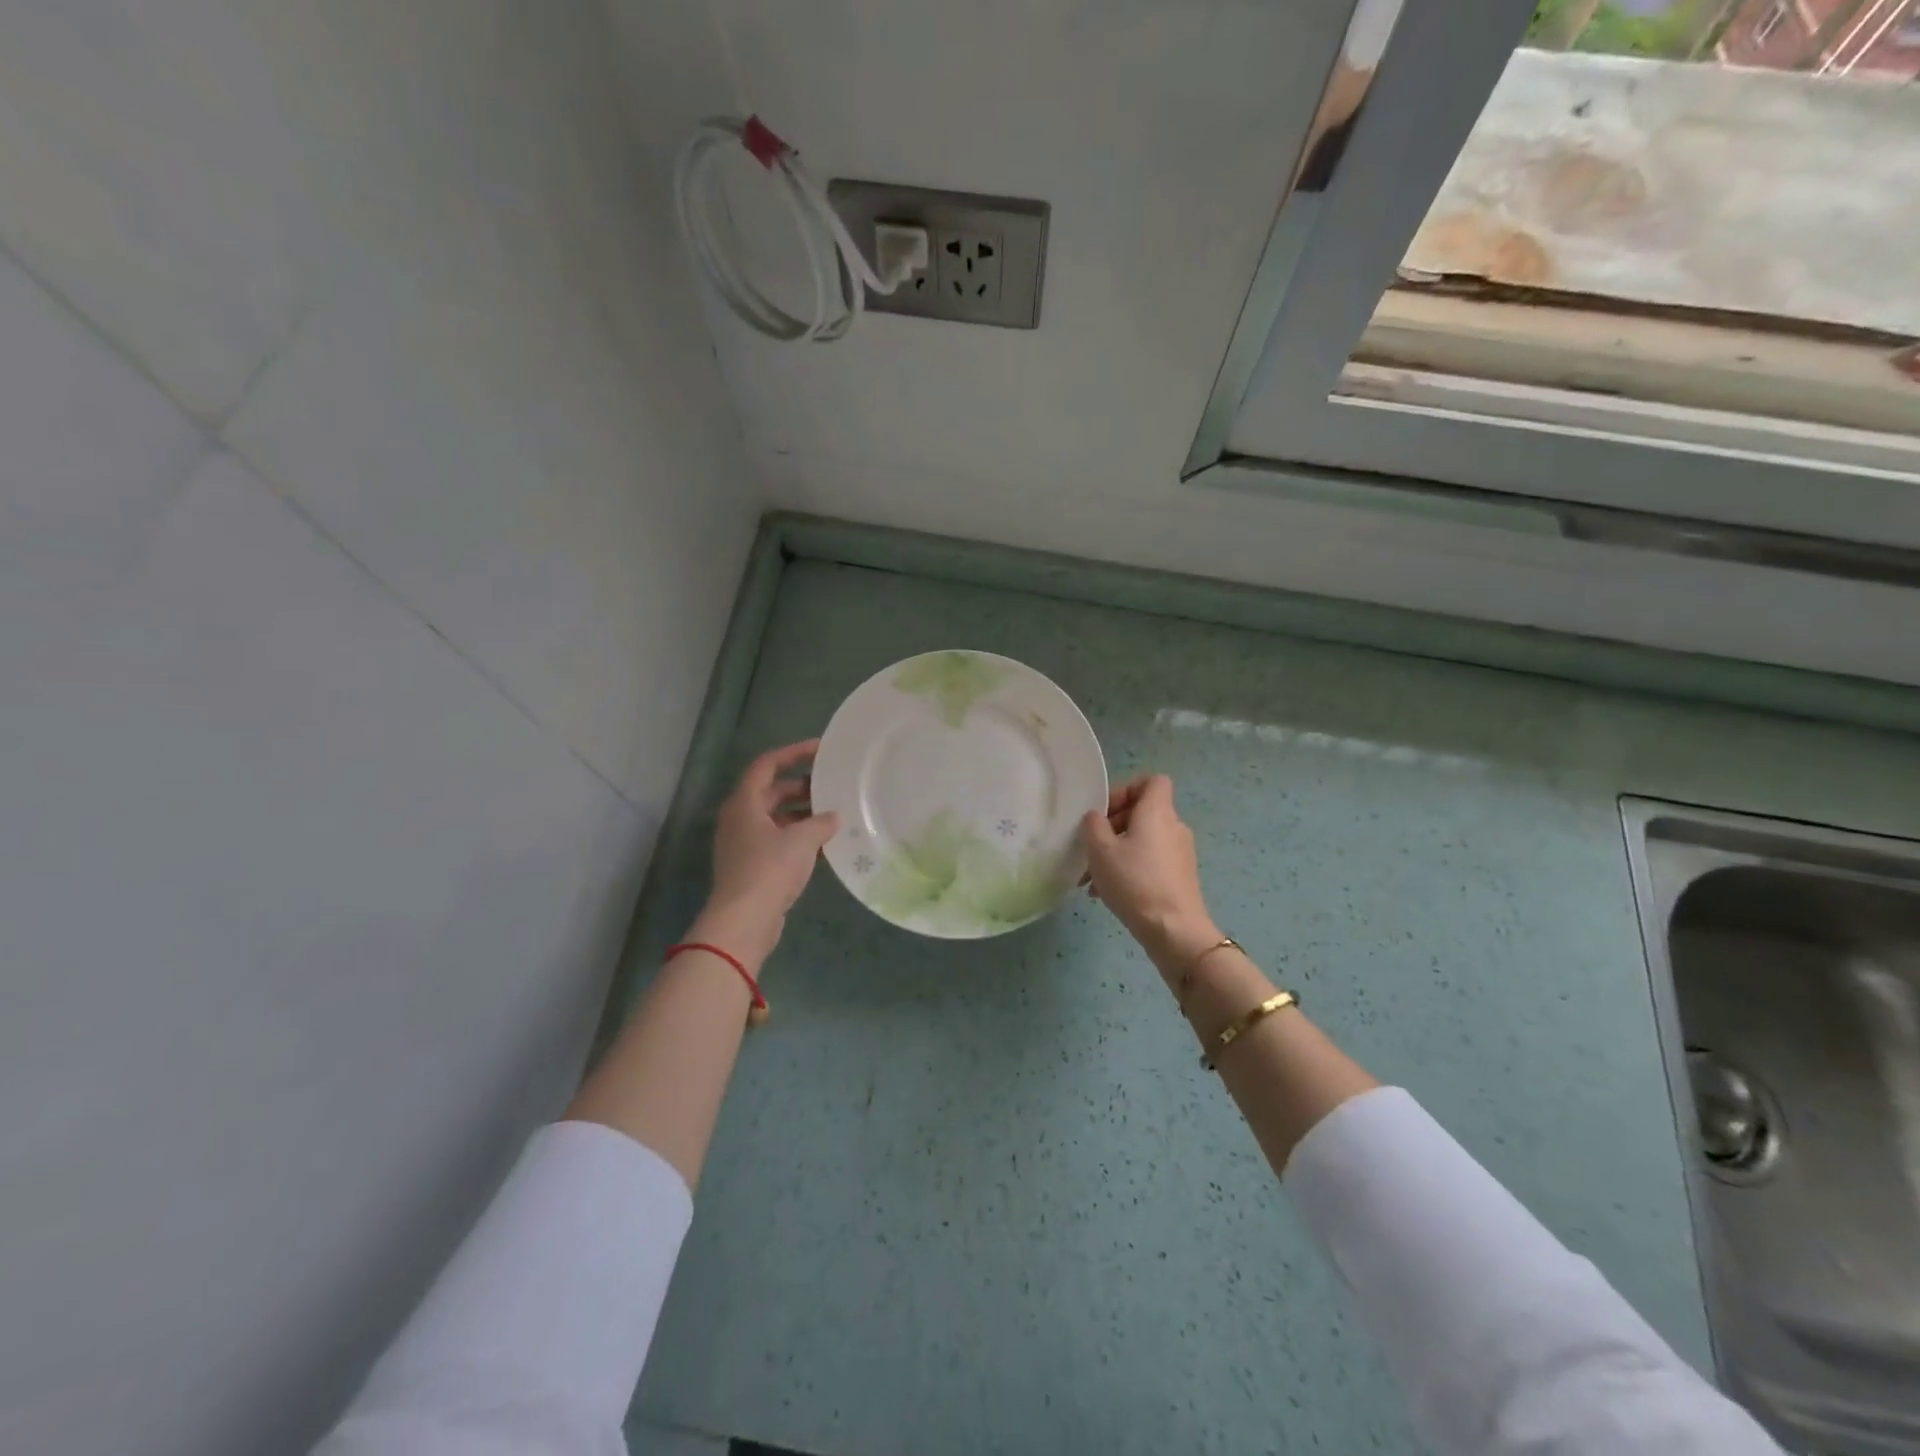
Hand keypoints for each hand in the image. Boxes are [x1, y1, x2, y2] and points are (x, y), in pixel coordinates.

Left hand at [695, 739, 838, 969]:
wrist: (744, 921)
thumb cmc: (769, 869)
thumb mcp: (802, 840)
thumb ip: (821, 822)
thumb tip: (833, 817)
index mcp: (745, 803)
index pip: (767, 764)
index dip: (793, 753)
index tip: (821, 749)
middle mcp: (740, 818)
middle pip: (772, 791)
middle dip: (802, 787)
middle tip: (832, 786)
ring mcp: (744, 844)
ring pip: (776, 818)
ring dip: (803, 815)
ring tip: (835, 815)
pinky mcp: (752, 866)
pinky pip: (778, 841)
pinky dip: (799, 839)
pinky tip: (826, 846)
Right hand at [1082, 775, 1220, 973]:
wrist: (1174, 930)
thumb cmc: (1135, 881)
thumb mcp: (1100, 850)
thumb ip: (1093, 825)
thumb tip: (1096, 817)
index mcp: (1157, 812)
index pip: (1152, 781)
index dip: (1127, 789)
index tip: (1105, 811)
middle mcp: (1174, 826)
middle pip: (1142, 812)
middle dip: (1112, 826)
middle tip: (1090, 847)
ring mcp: (1180, 853)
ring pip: (1142, 840)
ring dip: (1116, 852)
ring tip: (1090, 878)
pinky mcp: (1180, 876)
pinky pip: (1150, 861)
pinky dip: (1129, 868)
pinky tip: (1106, 893)